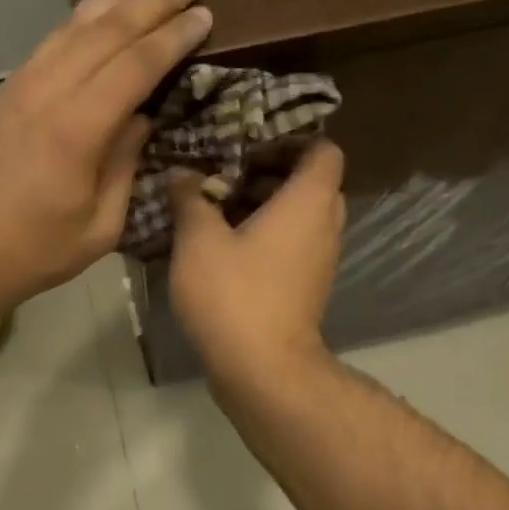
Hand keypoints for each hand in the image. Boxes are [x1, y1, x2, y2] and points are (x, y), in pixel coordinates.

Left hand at [0, 0, 211, 317]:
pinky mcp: (0, 95)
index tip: (204, 13)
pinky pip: (47, 43)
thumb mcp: (97, 228)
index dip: (172, 36)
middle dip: (152, 0)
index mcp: (76, 131)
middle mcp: (46, 94)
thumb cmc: (30, 254)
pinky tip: (94, 11)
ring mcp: (17, 88)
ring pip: (71, 28)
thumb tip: (141, 119)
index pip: (135, 65)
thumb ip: (125, 168)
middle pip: (105, 31)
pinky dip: (77, 20)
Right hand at [168, 139, 346, 383]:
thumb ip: (191, 199)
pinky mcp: (307, 287)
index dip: (292, 140)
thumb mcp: (198, 240)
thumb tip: (184, 175)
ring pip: (301, 216)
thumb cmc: (234, 294)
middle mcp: (325, 225)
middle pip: (312, 182)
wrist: (263, 369)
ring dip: (266, 207)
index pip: (323, 150)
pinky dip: (268, 236)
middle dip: (270, 173)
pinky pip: (294, 245)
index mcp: (308, 201)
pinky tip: (224, 246)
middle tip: (227, 173)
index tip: (249, 146)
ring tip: (218, 208)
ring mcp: (320, 260)